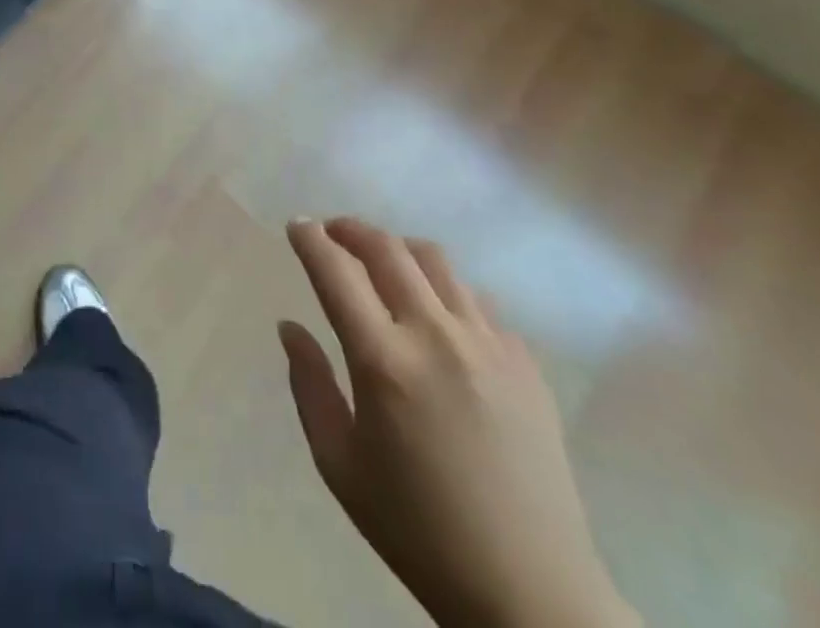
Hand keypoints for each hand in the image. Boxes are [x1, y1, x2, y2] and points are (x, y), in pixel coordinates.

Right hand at [281, 220, 637, 627]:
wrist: (529, 591)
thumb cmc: (418, 530)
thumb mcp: (339, 465)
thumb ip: (308, 385)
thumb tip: (290, 326)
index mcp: (384, 361)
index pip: (336, 271)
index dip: (310, 239)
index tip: (296, 226)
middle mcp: (436, 335)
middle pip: (386, 248)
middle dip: (350, 229)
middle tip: (332, 234)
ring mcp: (487, 343)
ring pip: (434, 260)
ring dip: (397, 249)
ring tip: (381, 264)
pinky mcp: (524, 361)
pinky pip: (475, 299)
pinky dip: (443, 290)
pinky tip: (436, 316)